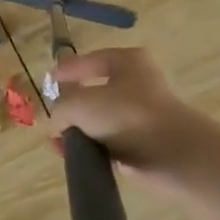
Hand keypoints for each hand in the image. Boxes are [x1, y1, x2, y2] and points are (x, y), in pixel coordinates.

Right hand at [49, 48, 219, 189]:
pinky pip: (111, 144)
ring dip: (80, 132)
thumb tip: (57, 124)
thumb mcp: (79, 104)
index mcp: (128, 62)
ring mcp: (143, 115)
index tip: (48, 82)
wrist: (170, 155)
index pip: (90, 60)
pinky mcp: (145, 144)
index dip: (67, 70)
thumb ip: (60, 110)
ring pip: (101, 121)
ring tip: (60, 145)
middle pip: (95, 93)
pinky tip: (77, 158)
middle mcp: (138, 84)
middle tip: (53, 119)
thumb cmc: (125, 115)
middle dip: (71, 108)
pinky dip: (94, 150)